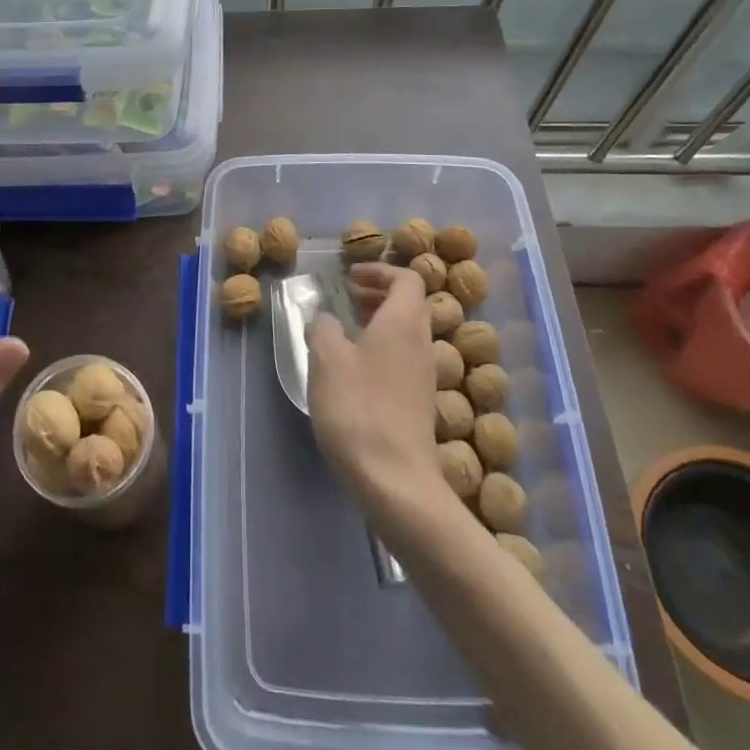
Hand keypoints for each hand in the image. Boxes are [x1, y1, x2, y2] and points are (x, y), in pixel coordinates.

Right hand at [306, 263, 440, 530]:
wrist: (395, 479)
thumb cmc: (358, 408)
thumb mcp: (326, 359)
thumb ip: (324, 328)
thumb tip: (327, 319)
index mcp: (404, 322)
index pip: (407, 278)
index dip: (379, 270)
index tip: (350, 277)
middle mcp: (422, 343)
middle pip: (410, 304)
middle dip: (378, 294)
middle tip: (347, 298)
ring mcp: (425, 376)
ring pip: (408, 333)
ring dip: (380, 322)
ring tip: (346, 331)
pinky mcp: (420, 403)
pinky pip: (405, 358)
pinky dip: (383, 349)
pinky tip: (355, 370)